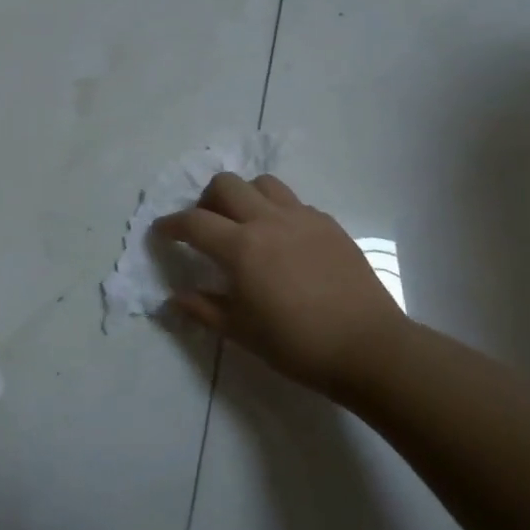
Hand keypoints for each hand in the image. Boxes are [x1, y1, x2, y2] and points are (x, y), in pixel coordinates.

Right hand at [157, 174, 413, 400]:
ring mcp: (302, 217)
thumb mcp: (241, 331)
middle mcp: (268, 221)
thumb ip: (204, 308)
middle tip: (205, 226)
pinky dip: (276, 210)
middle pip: (226, 184)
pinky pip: (293, 202)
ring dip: (243, 195)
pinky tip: (281, 240)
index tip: (161, 232)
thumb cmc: (297, 344)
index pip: (193, 222)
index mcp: (241, 247)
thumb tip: (175, 297)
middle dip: (205, 199)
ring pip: (262, 183)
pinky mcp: (328, 224)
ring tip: (244, 223)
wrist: (367, 346)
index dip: (171, 225)